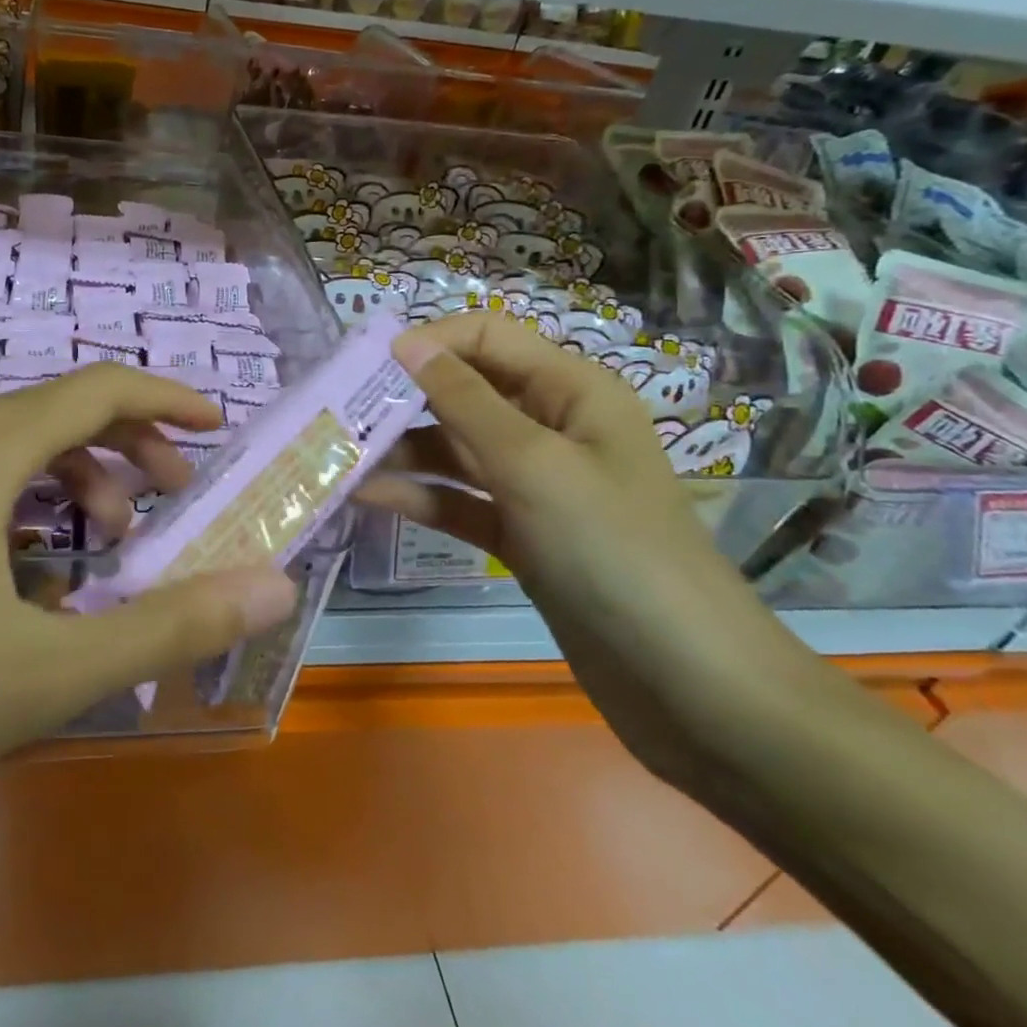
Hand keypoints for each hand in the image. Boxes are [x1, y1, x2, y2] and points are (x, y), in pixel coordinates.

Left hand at [0, 364, 299, 863]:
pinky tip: (2, 579)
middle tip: (166, 508)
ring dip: (62, 484)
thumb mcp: (45, 675)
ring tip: (92, 552)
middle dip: (123, 452)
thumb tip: (272, 585)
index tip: (213, 427)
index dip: (166, 400)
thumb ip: (169, 624)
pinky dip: (4, 506)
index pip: (97, 390)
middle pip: (50, 415)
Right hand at [360, 314, 816, 785]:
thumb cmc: (615, 552)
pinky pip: (458, 499)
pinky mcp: (518, 534)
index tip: (364, 365)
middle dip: (402, 397)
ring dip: (401, 450)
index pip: (486, 338)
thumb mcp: (533, 464)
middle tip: (336, 414)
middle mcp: (550, 426)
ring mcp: (533, 484)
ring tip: (339, 457)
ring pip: (453, 448)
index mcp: (571, 390)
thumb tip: (406, 341)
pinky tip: (368, 497)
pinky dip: (419, 496)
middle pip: (463, 391)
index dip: (428, 342)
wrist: (690, 688)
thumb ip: (464, 400)